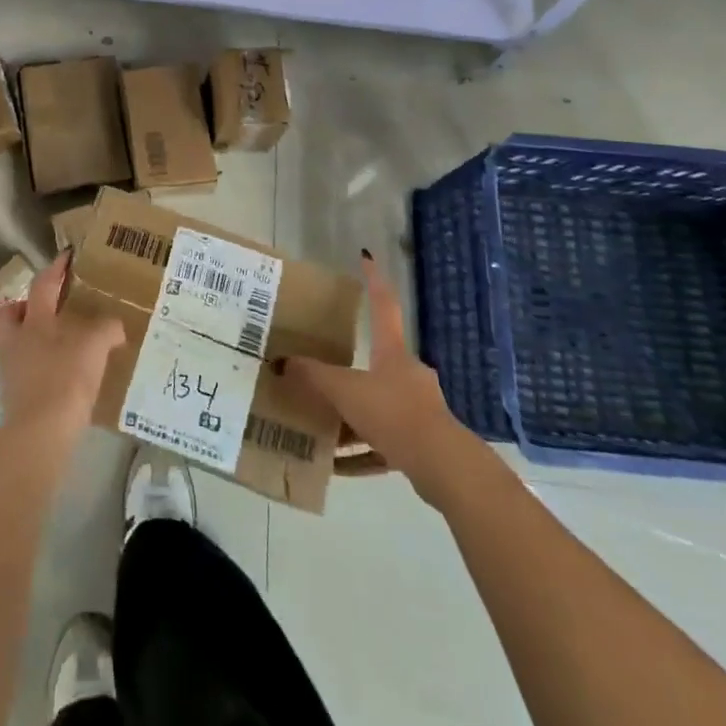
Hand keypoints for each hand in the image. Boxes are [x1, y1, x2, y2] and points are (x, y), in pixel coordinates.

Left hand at [0, 251, 125, 446]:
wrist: (40, 433)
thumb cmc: (65, 378)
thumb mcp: (94, 347)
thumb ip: (106, 330)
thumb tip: (115, 326)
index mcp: (34, 321)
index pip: (43, 285)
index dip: (55, 268)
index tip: (66, 255)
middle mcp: (17, 341)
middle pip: (9, 315)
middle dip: (23, 307)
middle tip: (46, 309)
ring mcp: (12, 371)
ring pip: (15, 344)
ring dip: (32, 340)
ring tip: (59, 344)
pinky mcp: (15, 399)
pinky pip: (25, 372)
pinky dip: (39, 368)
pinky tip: (60, 375)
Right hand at [287, 251, 479, 499]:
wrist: (444, 467)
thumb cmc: (394, 413)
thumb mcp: (346, 392)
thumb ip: (314, 377)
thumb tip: (281, 363)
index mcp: (393, 352)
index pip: (382, 304)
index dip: (373, 280)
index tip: (366, 258)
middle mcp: (408, 374)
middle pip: (376, 362)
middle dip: (349, 369)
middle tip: (322, 373)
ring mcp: (418, 409)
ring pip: (378, 406)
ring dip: (351, 417)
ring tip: (322, 429)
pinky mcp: (421, 443)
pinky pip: (384, 442)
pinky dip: (362, 452)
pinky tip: (338, 468)